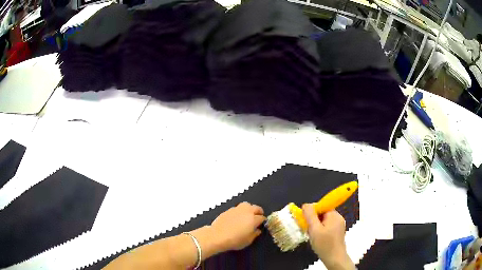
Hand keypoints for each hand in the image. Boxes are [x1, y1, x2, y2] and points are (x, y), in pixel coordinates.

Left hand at [211, 202, 265, 250]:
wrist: (217, 236)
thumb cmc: (235, 240)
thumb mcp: (248, 241)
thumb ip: (255, 234)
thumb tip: (258, 230)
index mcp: (253, 219)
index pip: (262, 217)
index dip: (263, 221)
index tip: (261, 224)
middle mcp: (246, 212)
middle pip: (256, 208)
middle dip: (258, 212)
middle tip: (257, 217)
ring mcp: (237, 209)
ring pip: (247, 205)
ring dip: (249, 209)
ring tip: (248, 214)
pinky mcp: (228, 210)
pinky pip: (237, 208)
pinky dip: (240, 211)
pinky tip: (238, 217)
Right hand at [302, 204, 354, 269]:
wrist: (334, 258)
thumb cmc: (324, 244)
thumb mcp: (314, 229)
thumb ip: (310, 216)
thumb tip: (306, 205)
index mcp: (334, 215)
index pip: (322, 206)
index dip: (312, 211)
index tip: (304, 219)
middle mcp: (338, 218)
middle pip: (323, 213)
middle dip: (313, 219)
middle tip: (307, 228)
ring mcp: (339, 225)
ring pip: (324, 220)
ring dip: (316, 225)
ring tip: (312, 235)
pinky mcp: (337, 232)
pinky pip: (327, 226)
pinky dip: (320, 230)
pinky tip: (317, 238)